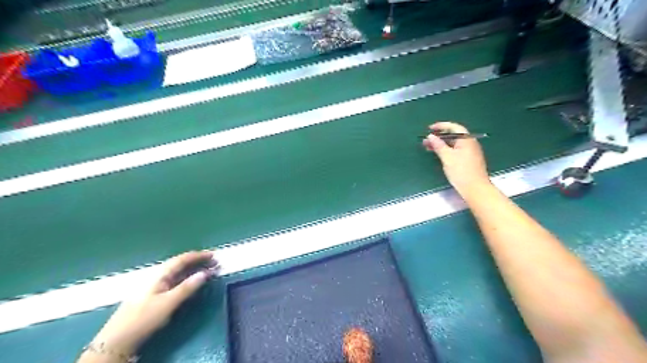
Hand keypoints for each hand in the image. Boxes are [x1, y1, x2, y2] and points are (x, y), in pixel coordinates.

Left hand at [86, 252, 218, 357]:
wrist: (117, 341)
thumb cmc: (144, 319)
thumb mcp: (168, 303)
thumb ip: (188, 287)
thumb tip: (205, 272)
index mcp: (159, 274)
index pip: (182, 259)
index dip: (199, 255)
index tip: (214, 255)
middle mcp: (156, 276)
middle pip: (180, 263)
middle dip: (198, 262)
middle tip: (214, 263)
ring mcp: (154, 285)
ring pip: (177, 272)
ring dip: (193, 270)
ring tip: (207, 270)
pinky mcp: (154, 295)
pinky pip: (174, 280)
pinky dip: (187, 278)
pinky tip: (192, 281)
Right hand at [423, 121, 487, 195]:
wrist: (475, 188)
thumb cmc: (461, 171)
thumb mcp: (447, 157)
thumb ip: (438, 145)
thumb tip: (431, 136)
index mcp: (466, 140)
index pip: (453, 127)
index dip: (441, 126)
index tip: (429, 128)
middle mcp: (469, 143)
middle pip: (453, 135)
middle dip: (439, 136)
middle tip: (426, 140)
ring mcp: (469, 152)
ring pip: (453, 144)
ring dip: (441, 144)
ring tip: (428, 147)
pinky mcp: (467, 160)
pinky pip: (455, 150)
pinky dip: (445, 150)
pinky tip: (438, 154)